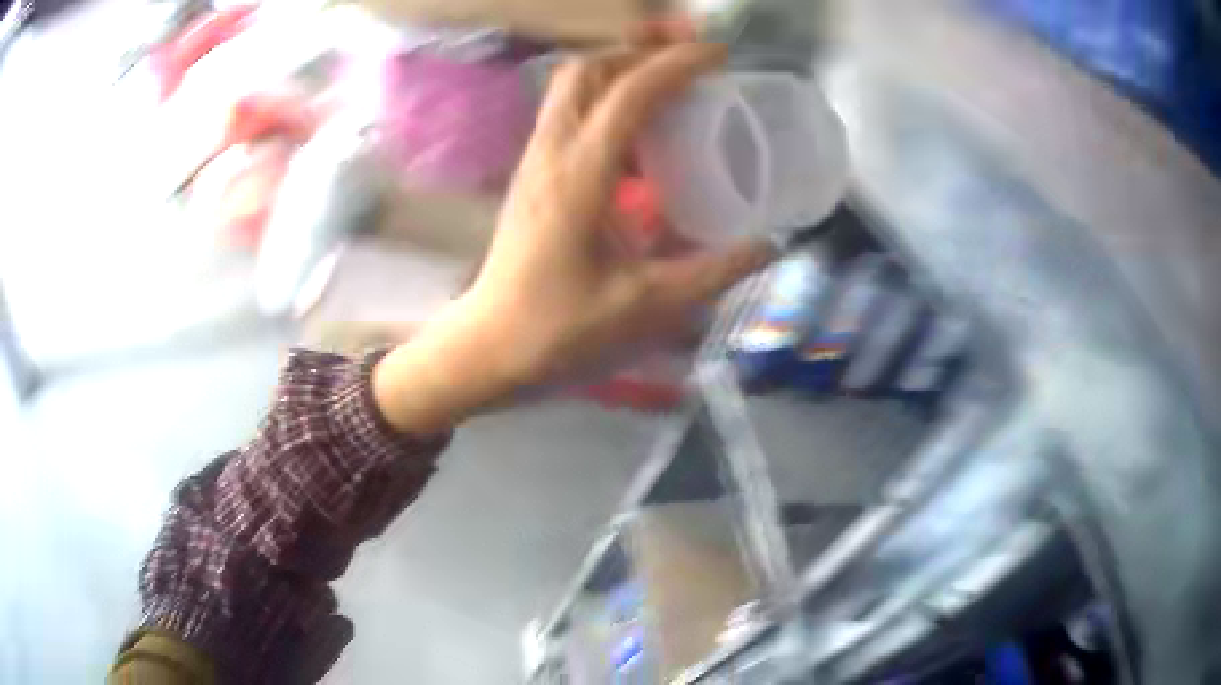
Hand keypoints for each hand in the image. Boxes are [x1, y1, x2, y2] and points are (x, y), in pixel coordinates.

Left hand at [373, 37, 775, 434]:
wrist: (490, 345)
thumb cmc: (560, 330)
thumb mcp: (647, 305)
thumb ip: (714, 272)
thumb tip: (768, 246)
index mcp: (581, 176)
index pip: (629, 93)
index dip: (677, 64)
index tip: (720, 57)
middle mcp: (552, 152)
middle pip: (588, 70)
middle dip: (641, 54)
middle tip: (689, 67)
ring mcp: (535, 158)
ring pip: (572, 86)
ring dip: (620, 71)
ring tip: (670, 86)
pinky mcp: (532, 172)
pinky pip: (568, 111)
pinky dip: (605, 99)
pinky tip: (638, 131)